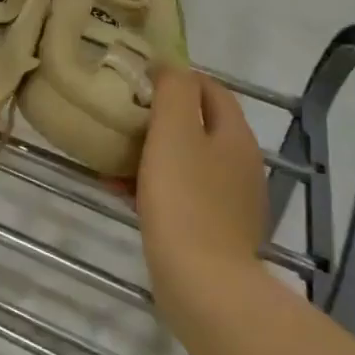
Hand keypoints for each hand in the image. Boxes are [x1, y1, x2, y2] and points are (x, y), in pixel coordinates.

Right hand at [137, 67, 271, 344]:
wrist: (205, 287)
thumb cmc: (184, 198)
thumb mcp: (174, 130)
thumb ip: (174, 89)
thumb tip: (171, 67)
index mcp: (235, 134)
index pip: (210, 87)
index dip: (175, 77)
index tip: (138, 81)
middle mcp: (241, 163)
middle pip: (198, 123)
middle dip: (159, 117)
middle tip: (123, 118)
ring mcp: (232, 201)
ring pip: (187, 160)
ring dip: (152, 152)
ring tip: (114, 156)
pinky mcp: (217, 232)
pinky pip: (183, 194)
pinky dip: (155, 185)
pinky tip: (123, 193)